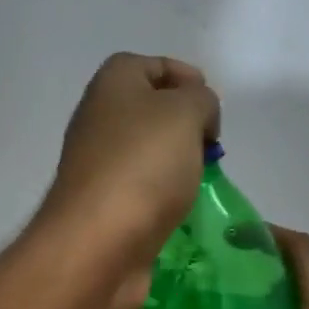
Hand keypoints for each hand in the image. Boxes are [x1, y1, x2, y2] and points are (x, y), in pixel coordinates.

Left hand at [36, 53, 219, 308]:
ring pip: (144, 151)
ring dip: (175, 161)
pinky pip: (139, 188)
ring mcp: (97, 165)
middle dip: (184, 123)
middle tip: (209, 145)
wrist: (97, 243)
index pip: (149, 65)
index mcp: (111, 85)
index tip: (212, 108)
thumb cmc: (143, 166)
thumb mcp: (185, 113)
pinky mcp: (102, 205)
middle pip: (147, 109)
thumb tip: (195, 113)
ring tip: (199, 178)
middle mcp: (97, 120)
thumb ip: (199, 99)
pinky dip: (161, 194)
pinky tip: (178, 207)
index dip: (185, 77)